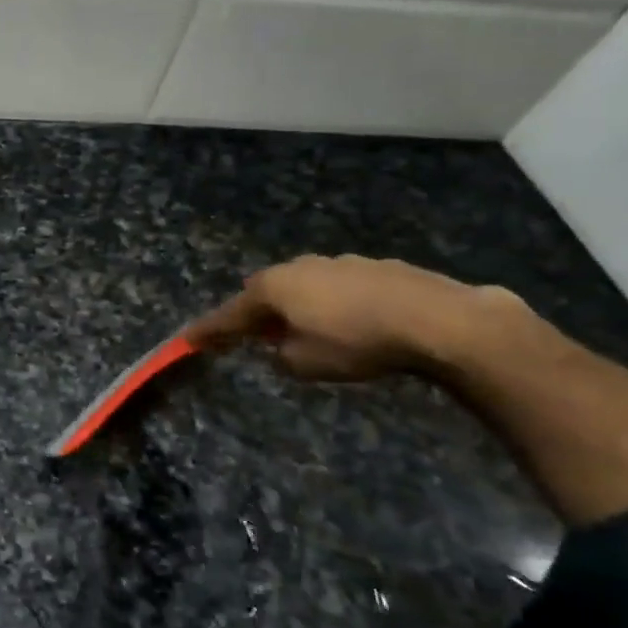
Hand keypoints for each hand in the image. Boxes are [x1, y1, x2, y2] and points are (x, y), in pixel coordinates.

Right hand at [184, 254, 524, 381]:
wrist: (439, 321)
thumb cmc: (357, 343)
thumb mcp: (304, 364)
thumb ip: (280, 356)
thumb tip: (282, 346)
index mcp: (273, 288)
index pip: (228, 314)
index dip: (208, 331)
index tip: (188, 341)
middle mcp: (299, 267)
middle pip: (264, 293)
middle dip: (256, 314)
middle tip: (255, 337)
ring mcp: (339, 262)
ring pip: (304, 287)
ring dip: (298, 308)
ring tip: (308, 332)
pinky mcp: (376, 267)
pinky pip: (339, 288)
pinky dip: (334, 305)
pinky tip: (354, 324)